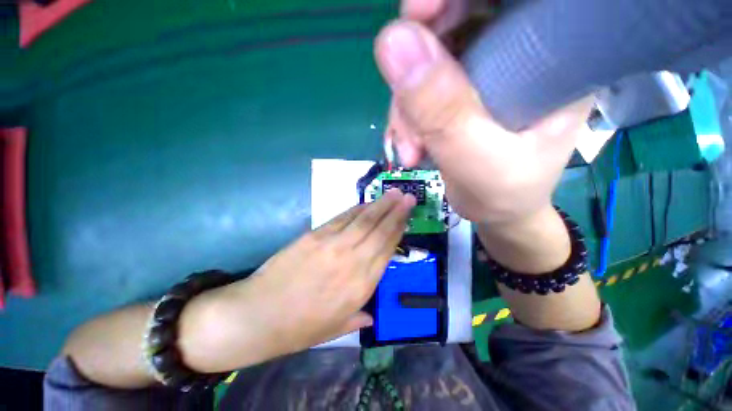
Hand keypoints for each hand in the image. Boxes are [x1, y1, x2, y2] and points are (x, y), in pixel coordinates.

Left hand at [179, 190, 414, 371]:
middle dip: (396, 211)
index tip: (407, 217)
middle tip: (407, 196)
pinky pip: (342, 218)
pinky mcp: (315, 235)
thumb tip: (371, 314)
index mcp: (361, 286)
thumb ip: (358, 317)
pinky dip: (357, 209)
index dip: (399, 230)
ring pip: (363, 219)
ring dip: (380, 205)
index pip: (387, 249)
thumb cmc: (299, 327)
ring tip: (393, 193)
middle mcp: (352, 260)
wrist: (258, 314)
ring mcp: (332, 244)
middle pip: (379, 229)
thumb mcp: (335, 329)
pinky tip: (366, 203)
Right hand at [375, 1, 592, 225]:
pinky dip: (405, 116)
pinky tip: (409, 147)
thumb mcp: (477, 159)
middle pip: (455, 20)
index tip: (417, 14)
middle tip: (405, 113)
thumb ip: (442, 111)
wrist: (498, 211)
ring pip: (426, 60)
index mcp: (553, 53)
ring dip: (406, 106)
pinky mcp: (458, 91)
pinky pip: (418, 88)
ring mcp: (483, 71)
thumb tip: (392, 43)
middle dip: (416, 65)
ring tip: (410, 150)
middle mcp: (519, 50)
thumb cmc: (506, 192)